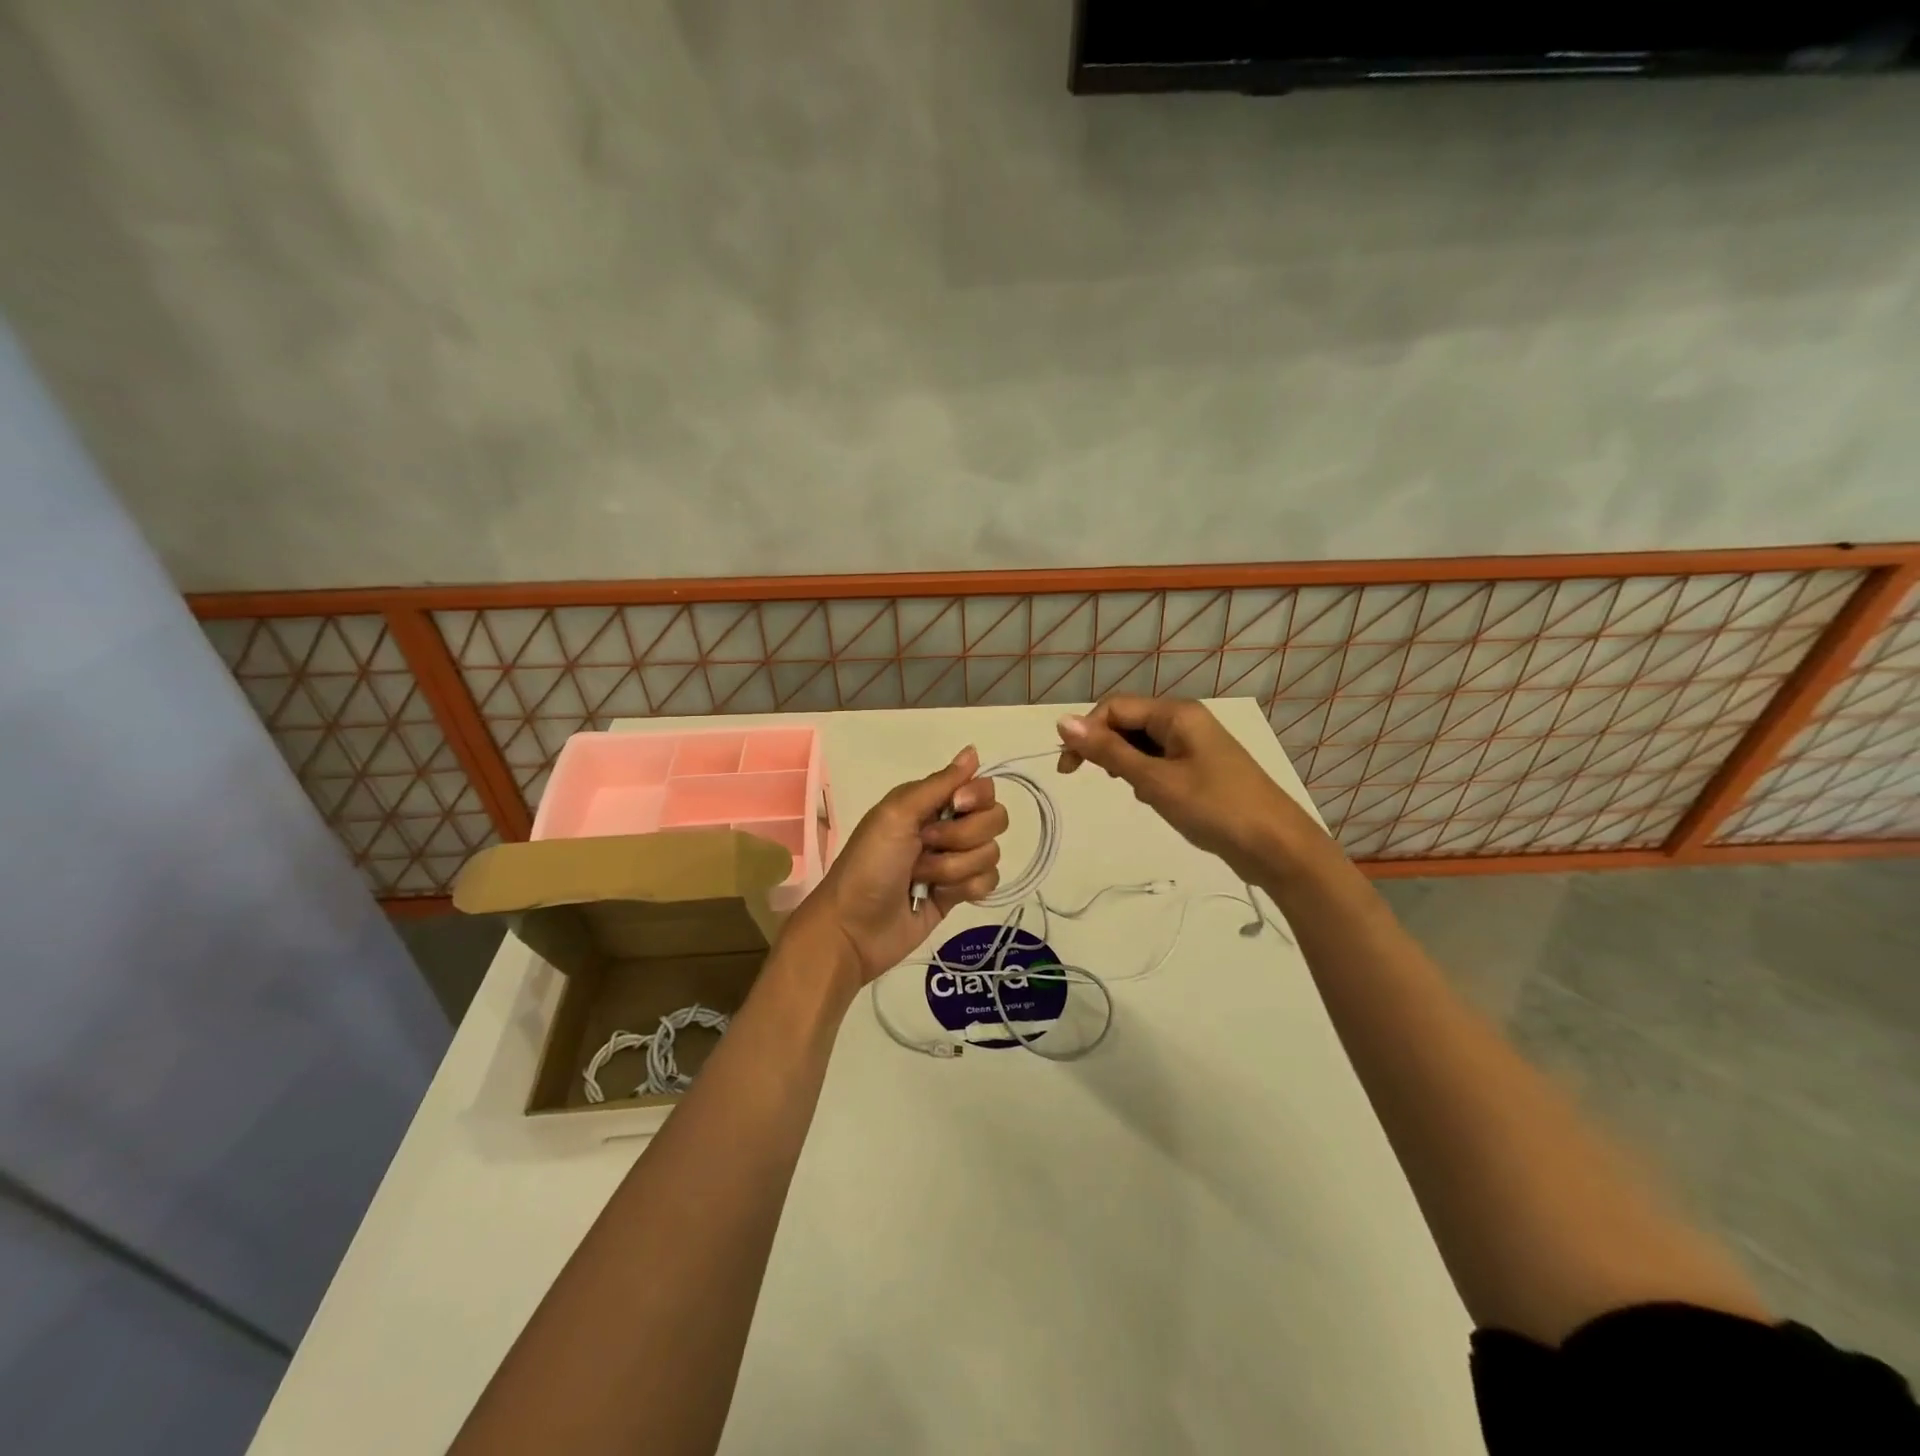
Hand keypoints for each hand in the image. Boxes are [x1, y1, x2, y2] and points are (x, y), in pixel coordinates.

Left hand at [782, 746, 1008, 985]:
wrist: (854, 928)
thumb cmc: (869, 864)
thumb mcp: (896, 815)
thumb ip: (938, 784)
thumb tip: (973, 750)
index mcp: (929, 802)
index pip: (981, 788)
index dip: (975, 798)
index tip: (956, 807)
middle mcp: (946, 826)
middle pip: (994, 819)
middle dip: (962, 837)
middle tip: (927, 846)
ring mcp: (954, 861)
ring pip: (990, 853)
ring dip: (953, 867)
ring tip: (921, 877)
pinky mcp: (959, 893)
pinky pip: (988, 881)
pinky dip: (965, 888)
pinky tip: (939, 895)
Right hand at [1057, 696, 1316, 882]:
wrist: (1276, 846)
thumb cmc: (1214, 808)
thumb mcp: (1155, 780)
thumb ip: (1108, 751)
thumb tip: (1063, 722)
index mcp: (1176, 714)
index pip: (1114, 708)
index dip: (1086, 733)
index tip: (1069, 770)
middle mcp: (1185, 721)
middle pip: (1128, 723)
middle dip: (1107, 750)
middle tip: (1103, 783)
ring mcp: (1195, 745)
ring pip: (1142, 744)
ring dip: (1127, 765)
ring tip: (1136, 793)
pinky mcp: (1200, 768)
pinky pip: (1160, 761)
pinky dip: (1147, 776)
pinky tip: (1153, 799)